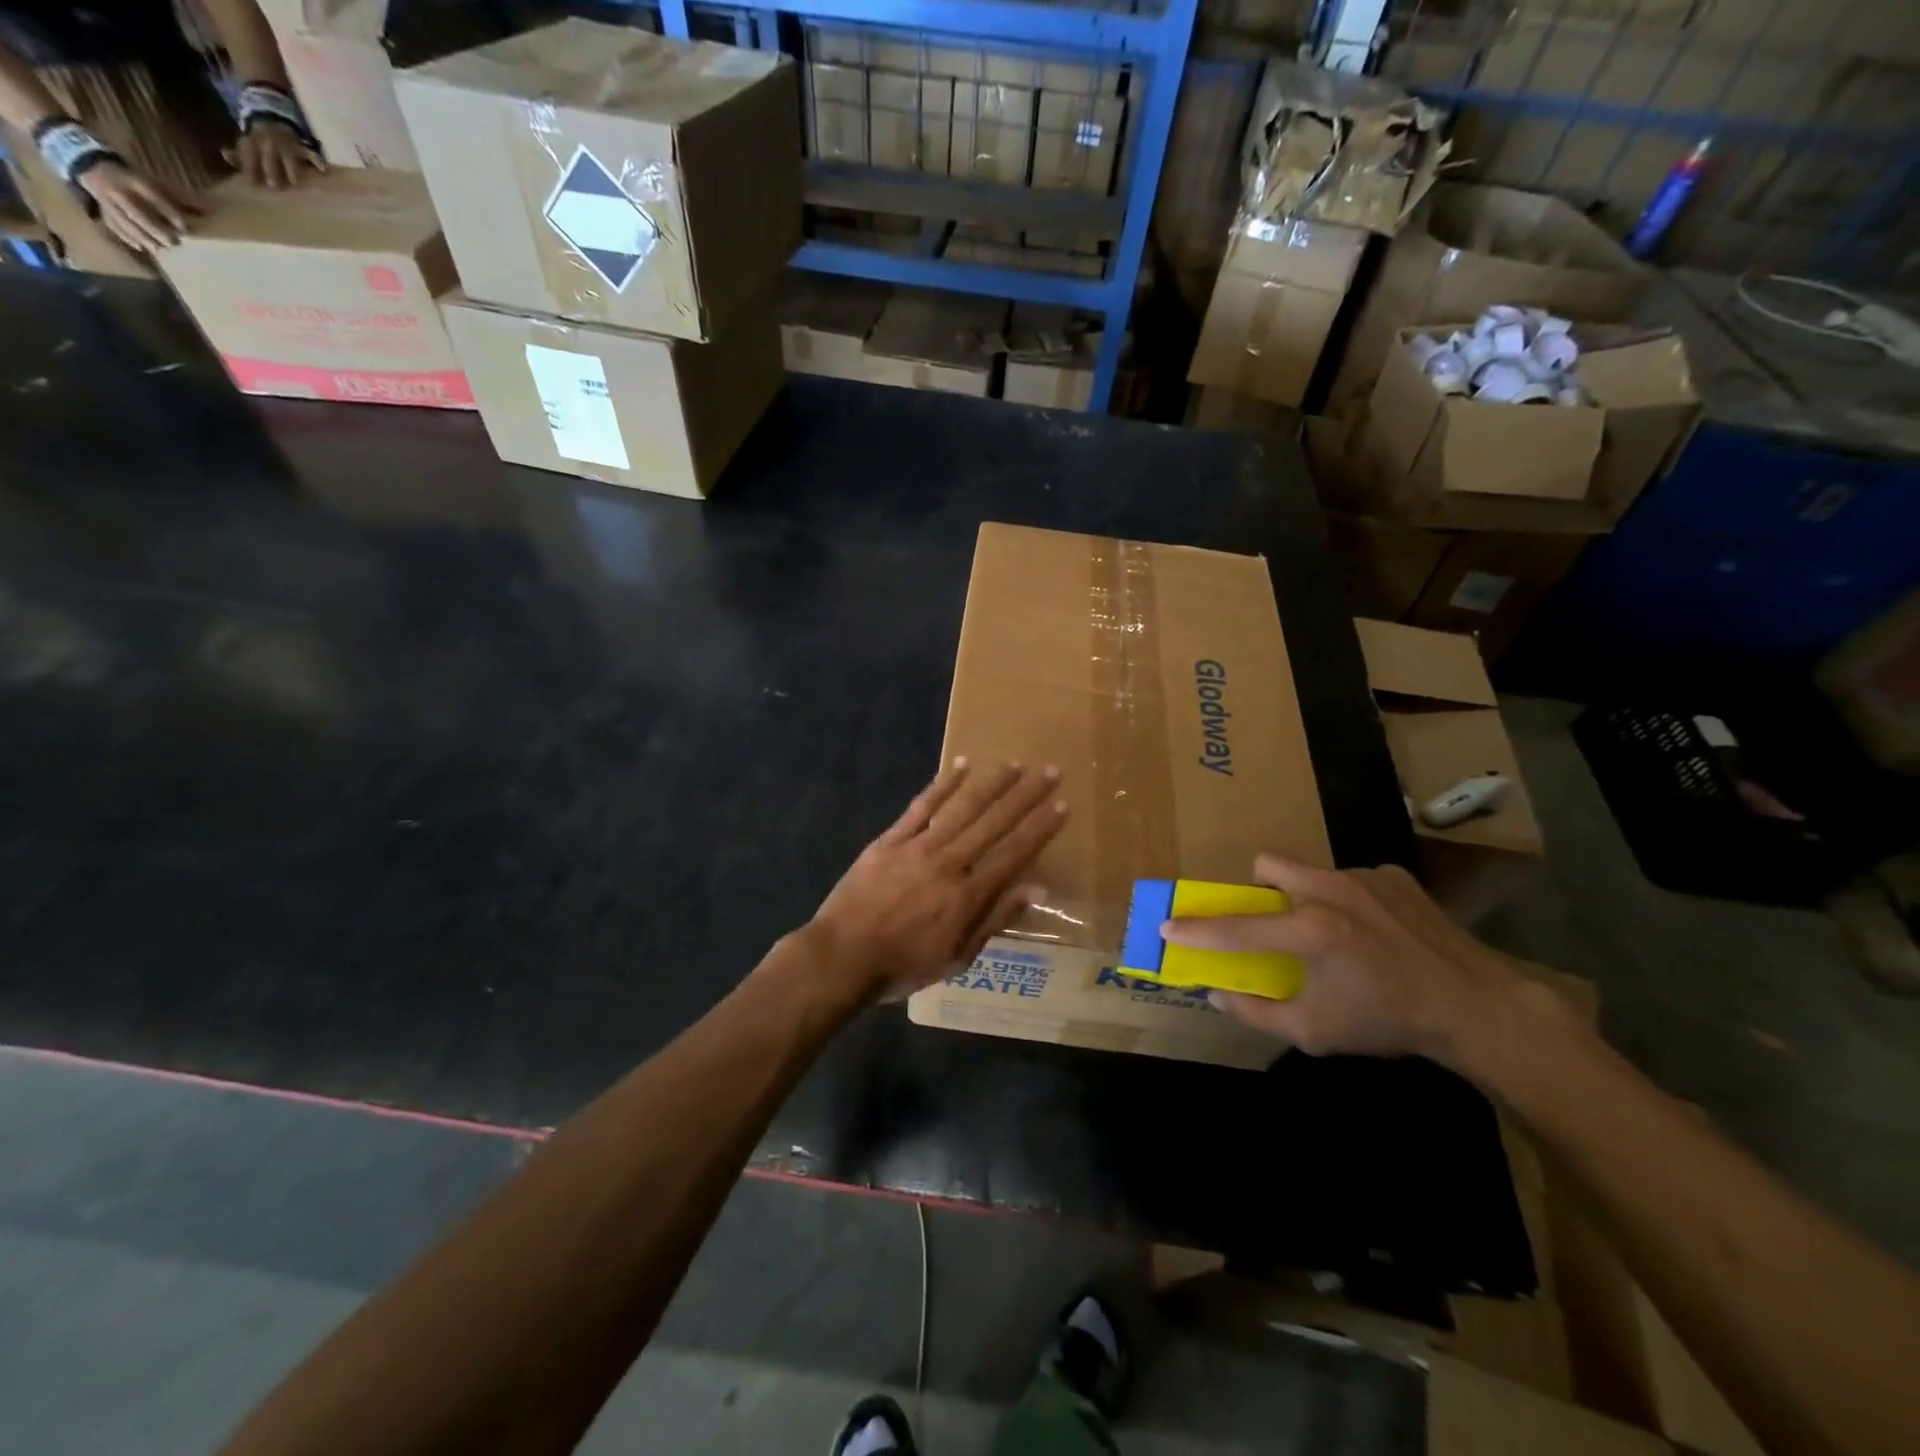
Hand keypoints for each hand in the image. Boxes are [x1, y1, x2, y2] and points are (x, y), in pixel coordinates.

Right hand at [76, 161, 198, 251]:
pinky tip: (141, 248)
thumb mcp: (156, 181)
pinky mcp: (101, 209)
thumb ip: (181, 196)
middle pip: (136, 213)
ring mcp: (106, 201)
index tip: (184, 227)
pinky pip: (112, 224)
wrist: (91, 164)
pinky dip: (126, 237)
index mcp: (133, 181)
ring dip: (142, 237)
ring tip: (159, 250)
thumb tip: (209, 210)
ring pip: (123, 221)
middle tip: (174, 243)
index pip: (152, 197)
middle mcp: (118, 191)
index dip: (168, 212)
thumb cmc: (134, 178)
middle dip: (155, 229)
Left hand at [230, 121, 323, 188]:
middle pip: (268, 157)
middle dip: (270, 169)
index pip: (248, 153)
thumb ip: (239, 154)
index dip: (249, 166)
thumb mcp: (246, 144)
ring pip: (287, 156)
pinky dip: (316, 160)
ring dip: (291, 169)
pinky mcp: (302, 147)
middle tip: (273, 186)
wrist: (271, 117)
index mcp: (253, 141)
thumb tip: (225, 155)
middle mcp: (268, 142)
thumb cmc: (260, 139)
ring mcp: (286, 144)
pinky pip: (310, 154)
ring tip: (295, 183)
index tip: (252, 181)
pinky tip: (321, 169)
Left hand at [807, 759, 1067, 1001]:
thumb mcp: (957, 957)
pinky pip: (921, 807)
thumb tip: (1036, 889)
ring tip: (1014, 764)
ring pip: (962, 808)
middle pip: (994, 823)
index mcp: (968, 895)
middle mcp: (949, 862)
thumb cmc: (904, 965)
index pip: (1014, 854)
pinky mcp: (890, 839)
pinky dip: (942, 785)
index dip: (1040, 829)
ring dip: (991, 783)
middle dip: (1025, 796)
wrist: (843, 957)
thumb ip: (996, 919)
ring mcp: (918, 847)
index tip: (1061, 805)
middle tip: (1050, 771)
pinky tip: (960, 766)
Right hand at [1161, 853, 1526, 1065]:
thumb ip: (1257, 1013)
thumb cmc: (1389, 1022)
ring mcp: (1365, 877)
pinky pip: (1351, 879)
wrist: (1478, 1007)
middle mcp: (1331, 890)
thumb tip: (1216, 994)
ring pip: (1312, 873)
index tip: (1167, 927)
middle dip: (1258, 888)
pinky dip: (1349, 902)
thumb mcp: (1316, 1031)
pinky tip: (1375, 933)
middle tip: (1274, 921)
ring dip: (1308, 898)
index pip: (1236, 928)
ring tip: (1336, 935)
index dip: (1196, 930)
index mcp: (1309, 930)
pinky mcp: (1394, 876)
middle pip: (1268, 864)